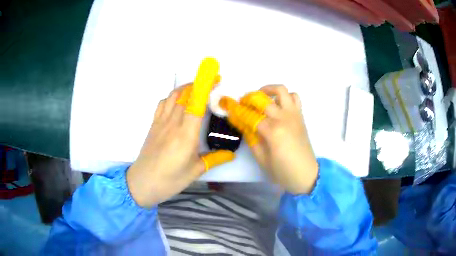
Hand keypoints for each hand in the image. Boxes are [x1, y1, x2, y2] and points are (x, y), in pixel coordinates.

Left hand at [127, 58, 234, 207]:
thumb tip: (231, 154)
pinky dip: (171, 97)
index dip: (206, 87)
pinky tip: (177, 102)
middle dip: (199, 84)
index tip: (215, 79)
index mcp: (186, 134)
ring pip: (172, 96)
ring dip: (185, 88)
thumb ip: (215, 159)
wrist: (143, 182)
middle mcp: (173, 124)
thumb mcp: (196, 171)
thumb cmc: (171, 179)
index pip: (196, 103)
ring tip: (196, 88)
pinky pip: (162, 104)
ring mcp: (161, 123)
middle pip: (185, 95)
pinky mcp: (153, 125)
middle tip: (212, 82)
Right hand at [220, 85, 317, 194]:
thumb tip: (243, 124)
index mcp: (272, 132)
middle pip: (261, 98)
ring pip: (281, 90)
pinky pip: (294, 97)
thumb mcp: (261, 159)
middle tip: (242, 104)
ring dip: (268, 90)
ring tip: (260, 98)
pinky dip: (284, 96)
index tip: (228, 108)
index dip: (237, 111)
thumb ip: (251, 139)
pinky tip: (277, 105)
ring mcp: (294, 114)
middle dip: (248, 98)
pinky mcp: (300, 115)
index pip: (249, 115)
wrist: (306, 174)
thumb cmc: (282, 171)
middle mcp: (284, 118)